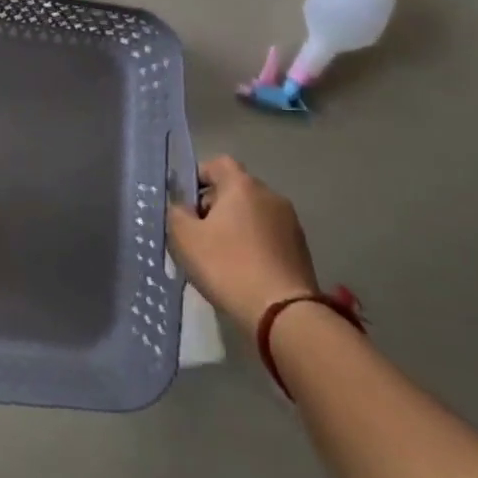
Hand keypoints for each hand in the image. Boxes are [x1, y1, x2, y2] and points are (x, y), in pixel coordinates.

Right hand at [167, 155, 318, 336]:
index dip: (197, 177)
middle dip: (214, 205)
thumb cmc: (228, 266)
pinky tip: (242, 270)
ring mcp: (290, 223)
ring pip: (252, 214)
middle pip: (235, 189)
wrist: (283, 314)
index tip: (185, 203)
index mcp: (242, 185)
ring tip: (219, 256)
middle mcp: (270, 196)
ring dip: (235, 227)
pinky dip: (253, 245)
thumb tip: (182, 207)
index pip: (217, 163)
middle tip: (198, 234)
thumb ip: (176, 212)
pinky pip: (267, 236)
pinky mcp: (301, 249)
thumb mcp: (184, 237)